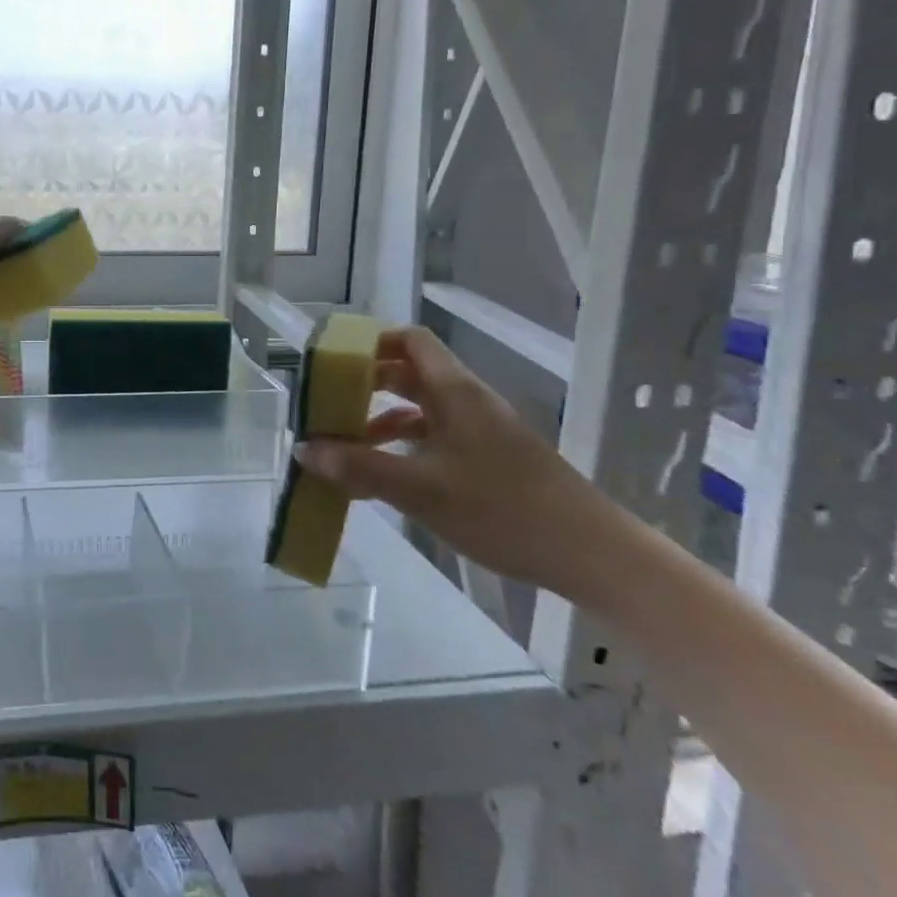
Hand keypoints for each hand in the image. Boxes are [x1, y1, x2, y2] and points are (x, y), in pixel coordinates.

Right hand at [293, 326, 630, 600]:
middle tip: (328, 404)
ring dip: (381, 419)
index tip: (333, 362)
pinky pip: (435, 438)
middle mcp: (467, 402)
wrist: (592, 555)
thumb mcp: (420, 490)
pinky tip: (386, 476)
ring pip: (421, 409)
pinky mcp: (490, 461)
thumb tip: (305, 448)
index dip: (370, 342)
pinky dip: (404, 446)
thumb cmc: (503, 510)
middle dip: (365, 384)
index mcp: (454, 392)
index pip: (410, 341)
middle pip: (409, 373)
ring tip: (347, 446)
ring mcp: (482, 432)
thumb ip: (360, 467)